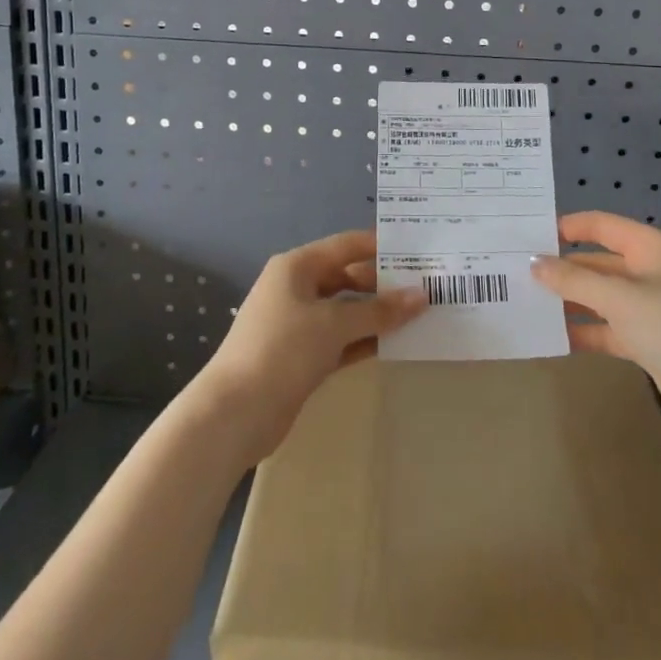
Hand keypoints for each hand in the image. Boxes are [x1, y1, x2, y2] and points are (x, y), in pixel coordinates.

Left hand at [192, 229, 427, 466]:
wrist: (234, 413)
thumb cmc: (283, 350)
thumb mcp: (334, 325)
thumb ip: (379, 310)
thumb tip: (422, 296)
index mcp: (297, 266)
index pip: (346, 246)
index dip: (381, 247)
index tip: (419, 251)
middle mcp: (296, 288)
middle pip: (347, 277)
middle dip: (383, 283)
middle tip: (426, 287)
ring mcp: (297, 323)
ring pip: (345, 310)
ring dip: (376, 314)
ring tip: (419, 314)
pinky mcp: (301, 356)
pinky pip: (340, 339)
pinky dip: (363, 339)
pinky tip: (394, 343)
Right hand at [532, 211, 660, 446]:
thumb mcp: (618, 297)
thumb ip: (573, 280)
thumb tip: (535, 264)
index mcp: (655, 248)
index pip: (604, 226)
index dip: (570, 227)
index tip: (532, 235)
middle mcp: (657, 273)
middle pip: (603, 263)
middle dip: (567, 269)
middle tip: (523, 274)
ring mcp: (658, 311)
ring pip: (607, 298)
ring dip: (574, 301)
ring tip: (532, 304)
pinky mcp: (657, 345)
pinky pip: (615, 329)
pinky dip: (590, 331)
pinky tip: (559, 337)